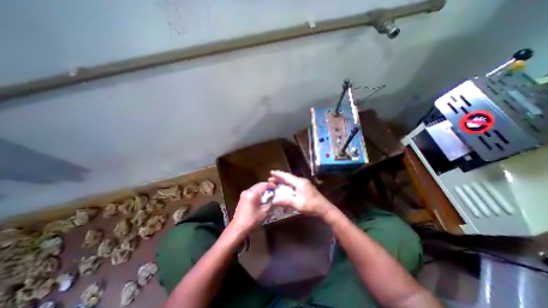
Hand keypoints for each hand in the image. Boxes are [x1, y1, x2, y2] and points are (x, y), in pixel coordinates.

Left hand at [230, 182, 275, 234]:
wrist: (238, 228)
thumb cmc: (252, 220)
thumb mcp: (264, 211)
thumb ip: (270, 202)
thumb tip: (274, 196)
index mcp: (253, 193)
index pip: (264, 185)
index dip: (271, 185)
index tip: (277, 188)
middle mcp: (248, 191)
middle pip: (259, 185)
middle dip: (266, 186)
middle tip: (273, 190)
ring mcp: (244, 194)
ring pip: (255, 187)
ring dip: (262, 189)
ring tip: (269, 193)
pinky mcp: (242, 197)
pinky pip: (252, 191)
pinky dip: (258, 192)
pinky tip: (262, 197)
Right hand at [269, 171, 333, 218]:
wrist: (325, 209)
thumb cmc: (312, 206)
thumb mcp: (298, 204)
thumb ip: (286, 201)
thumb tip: (274, 200)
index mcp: (300, 183)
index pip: (287, 176)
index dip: (278, 174)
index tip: (271, 172)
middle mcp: (301, 181)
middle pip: (288, 178)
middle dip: (279, 178)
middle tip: (270, 178)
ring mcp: (304, 185)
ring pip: (291, 181)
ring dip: (283, 181)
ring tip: (275, 182)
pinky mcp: (305, 189)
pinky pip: (294, 185)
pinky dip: (287, 185)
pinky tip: (284, 188)